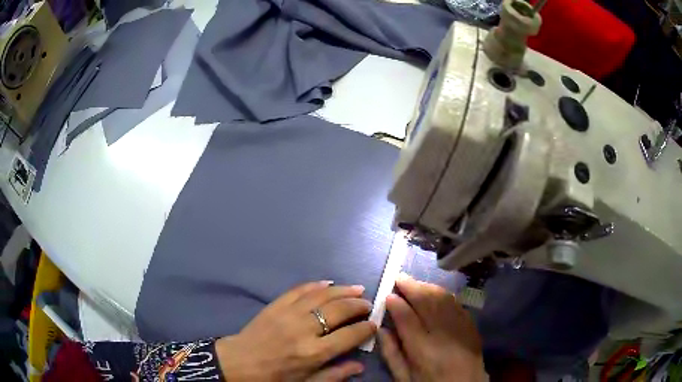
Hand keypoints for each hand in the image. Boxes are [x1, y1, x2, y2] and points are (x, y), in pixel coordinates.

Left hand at [215, 281, 375, 380]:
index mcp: (314, 352)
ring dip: (343, 290)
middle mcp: (304, 329)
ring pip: (322, 295)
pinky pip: (299, 290)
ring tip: (357, 288)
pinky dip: (316, 285)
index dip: (366, 328)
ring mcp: (288, 314)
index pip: (349, 335)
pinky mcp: (276, 305)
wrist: (239, 364)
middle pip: (339, 310)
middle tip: (368, 304)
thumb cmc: (274, 378)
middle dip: (358, 305)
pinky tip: (328, 283)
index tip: (374, 324)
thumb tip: (360, 366)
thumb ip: (334, 375)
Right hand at [379, 274, 484, 381]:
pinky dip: (443, 295)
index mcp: (423, 351)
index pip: (407, 319)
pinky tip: (434, 292)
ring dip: (427, 287)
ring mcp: (461, 328)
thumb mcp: (404, 377)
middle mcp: (444, 335)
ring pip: (443, 299)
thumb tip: (381, 329)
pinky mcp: (471, 326)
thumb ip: (391, 353)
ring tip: (414, 282)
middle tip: (399, 277)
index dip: (396, 304)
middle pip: (427, 303)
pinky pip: (456, 304)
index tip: (387, 294)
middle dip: (412, 287)